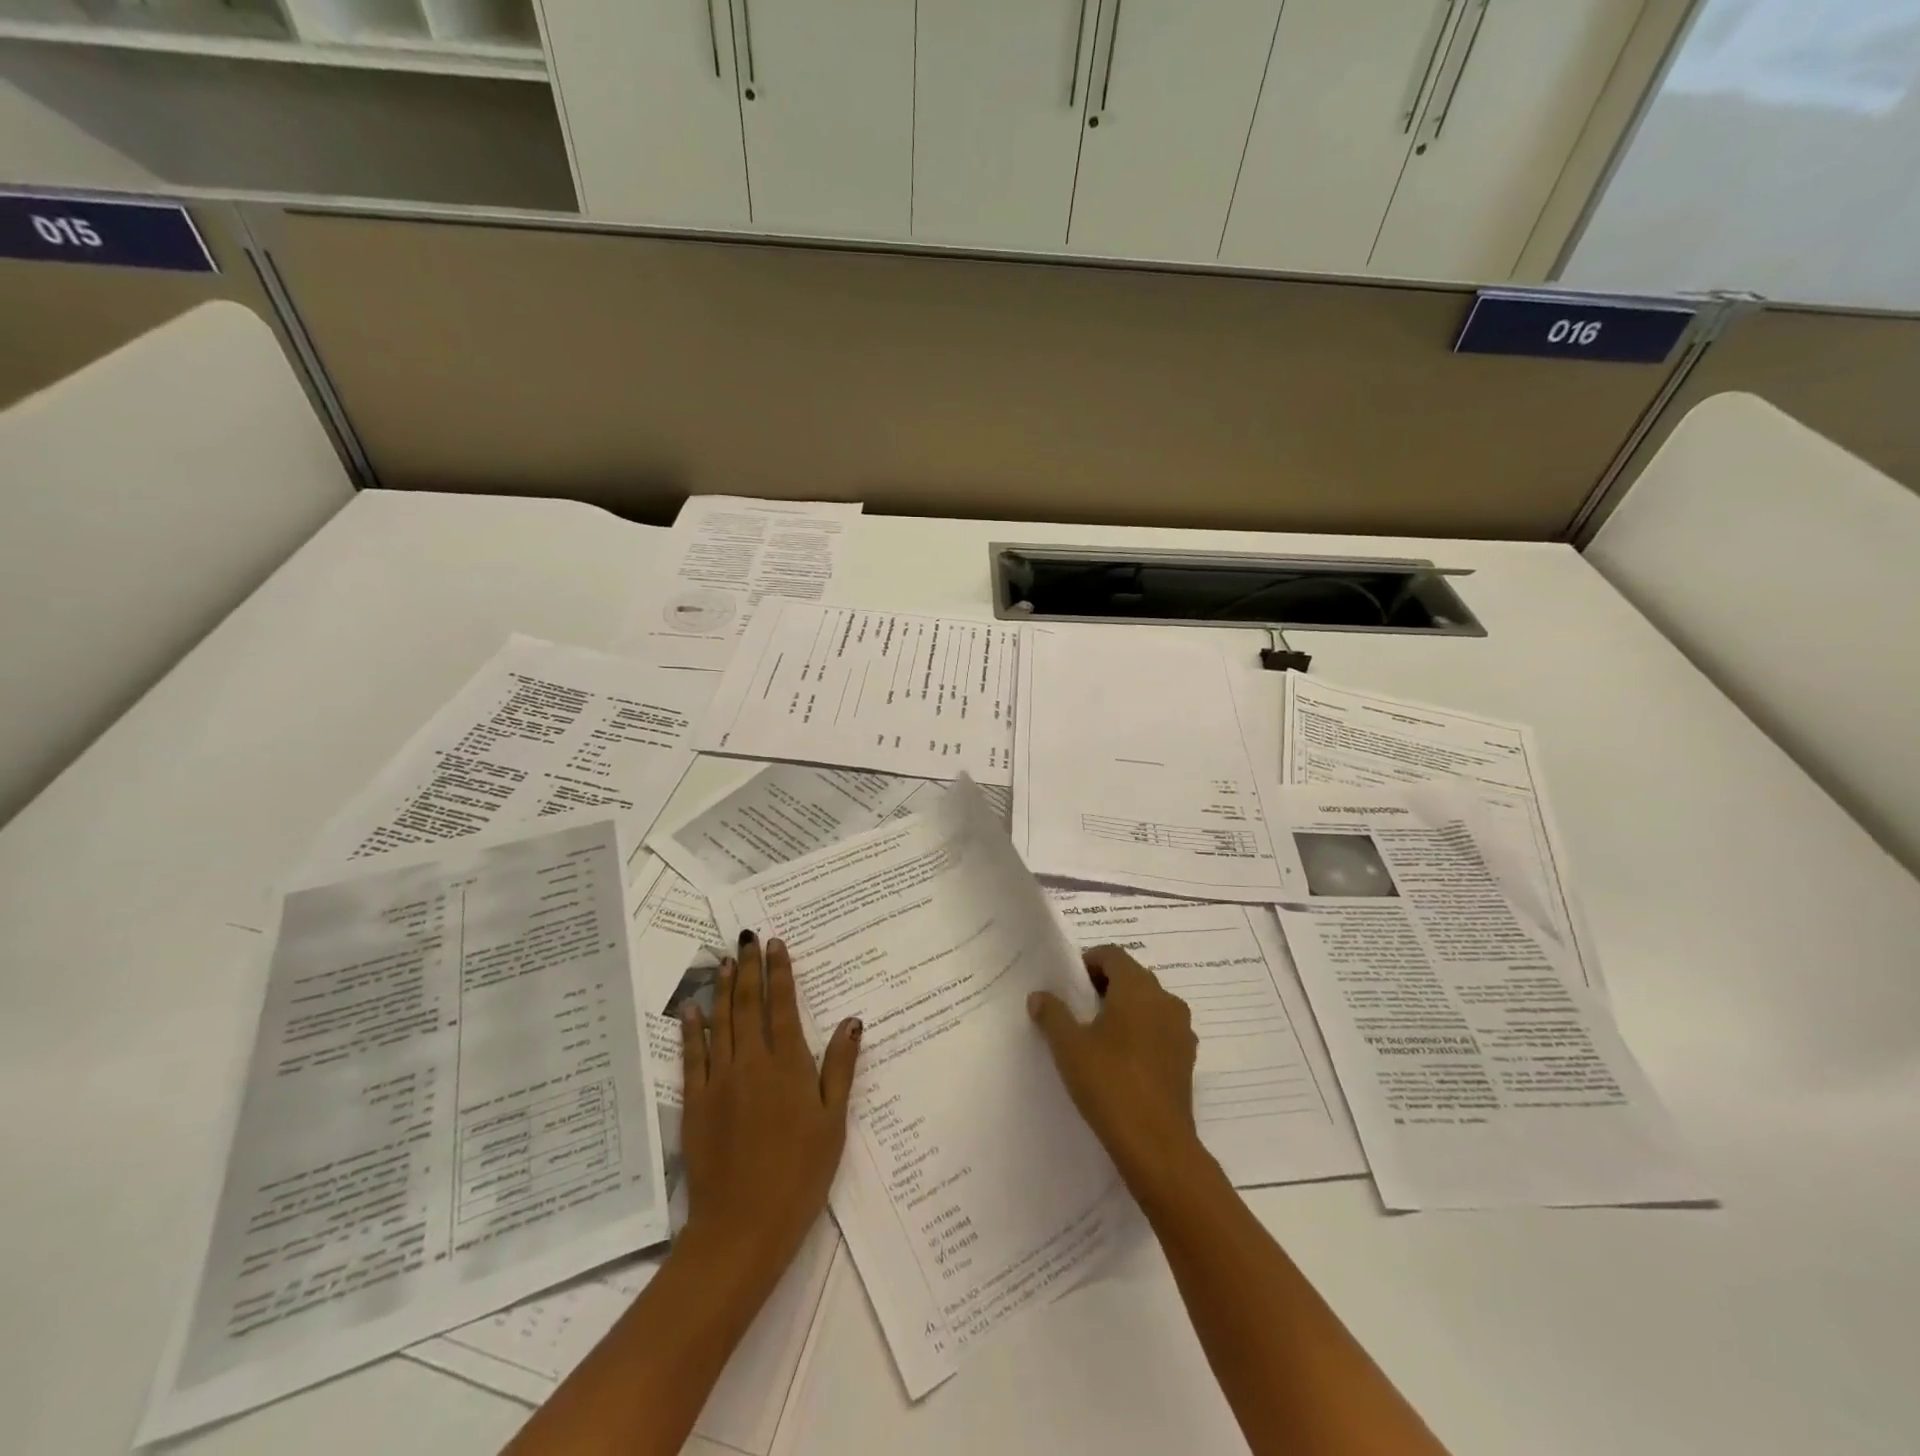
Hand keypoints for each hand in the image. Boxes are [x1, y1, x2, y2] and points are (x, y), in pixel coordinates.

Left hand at [678, 932, 860, 1298]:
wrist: (742, 1227)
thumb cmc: (800, 1175)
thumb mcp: (833, 1122)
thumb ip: (840, 1067)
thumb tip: (852, 1020)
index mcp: (789, 1065)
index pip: (783, 1006)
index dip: (780, 972)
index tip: (776, 944)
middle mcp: (752, 1063)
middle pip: (749, 1005)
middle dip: (750, 968)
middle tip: (747, 939)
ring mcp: (720, 1081)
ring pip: (721, 1022)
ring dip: (724, 988)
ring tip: (725, 961)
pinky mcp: (695, 1103)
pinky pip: (692, 1056)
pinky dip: (692, 1029)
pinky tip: (691, 1009)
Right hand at [1028, 945, 1202, 1201]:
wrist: (1157, 1146)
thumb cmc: (1109, 1084)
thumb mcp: (1069, 1047)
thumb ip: (1052, 1014)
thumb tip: (1039, 996)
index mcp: (1138, 988)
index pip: (1112, 955)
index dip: (1088, 962)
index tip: (1068, 984)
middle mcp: (1165, 1000)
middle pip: (1132, 976)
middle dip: (1105, 985)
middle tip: (1078, 1008)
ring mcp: (1181, 1030)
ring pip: (1149, 1003)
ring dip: (1125, 1008)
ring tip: (1098, 1034)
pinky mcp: (1186, 1058)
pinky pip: (1160, 1029)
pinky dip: (1142, 1031)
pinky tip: (1122, 1059)